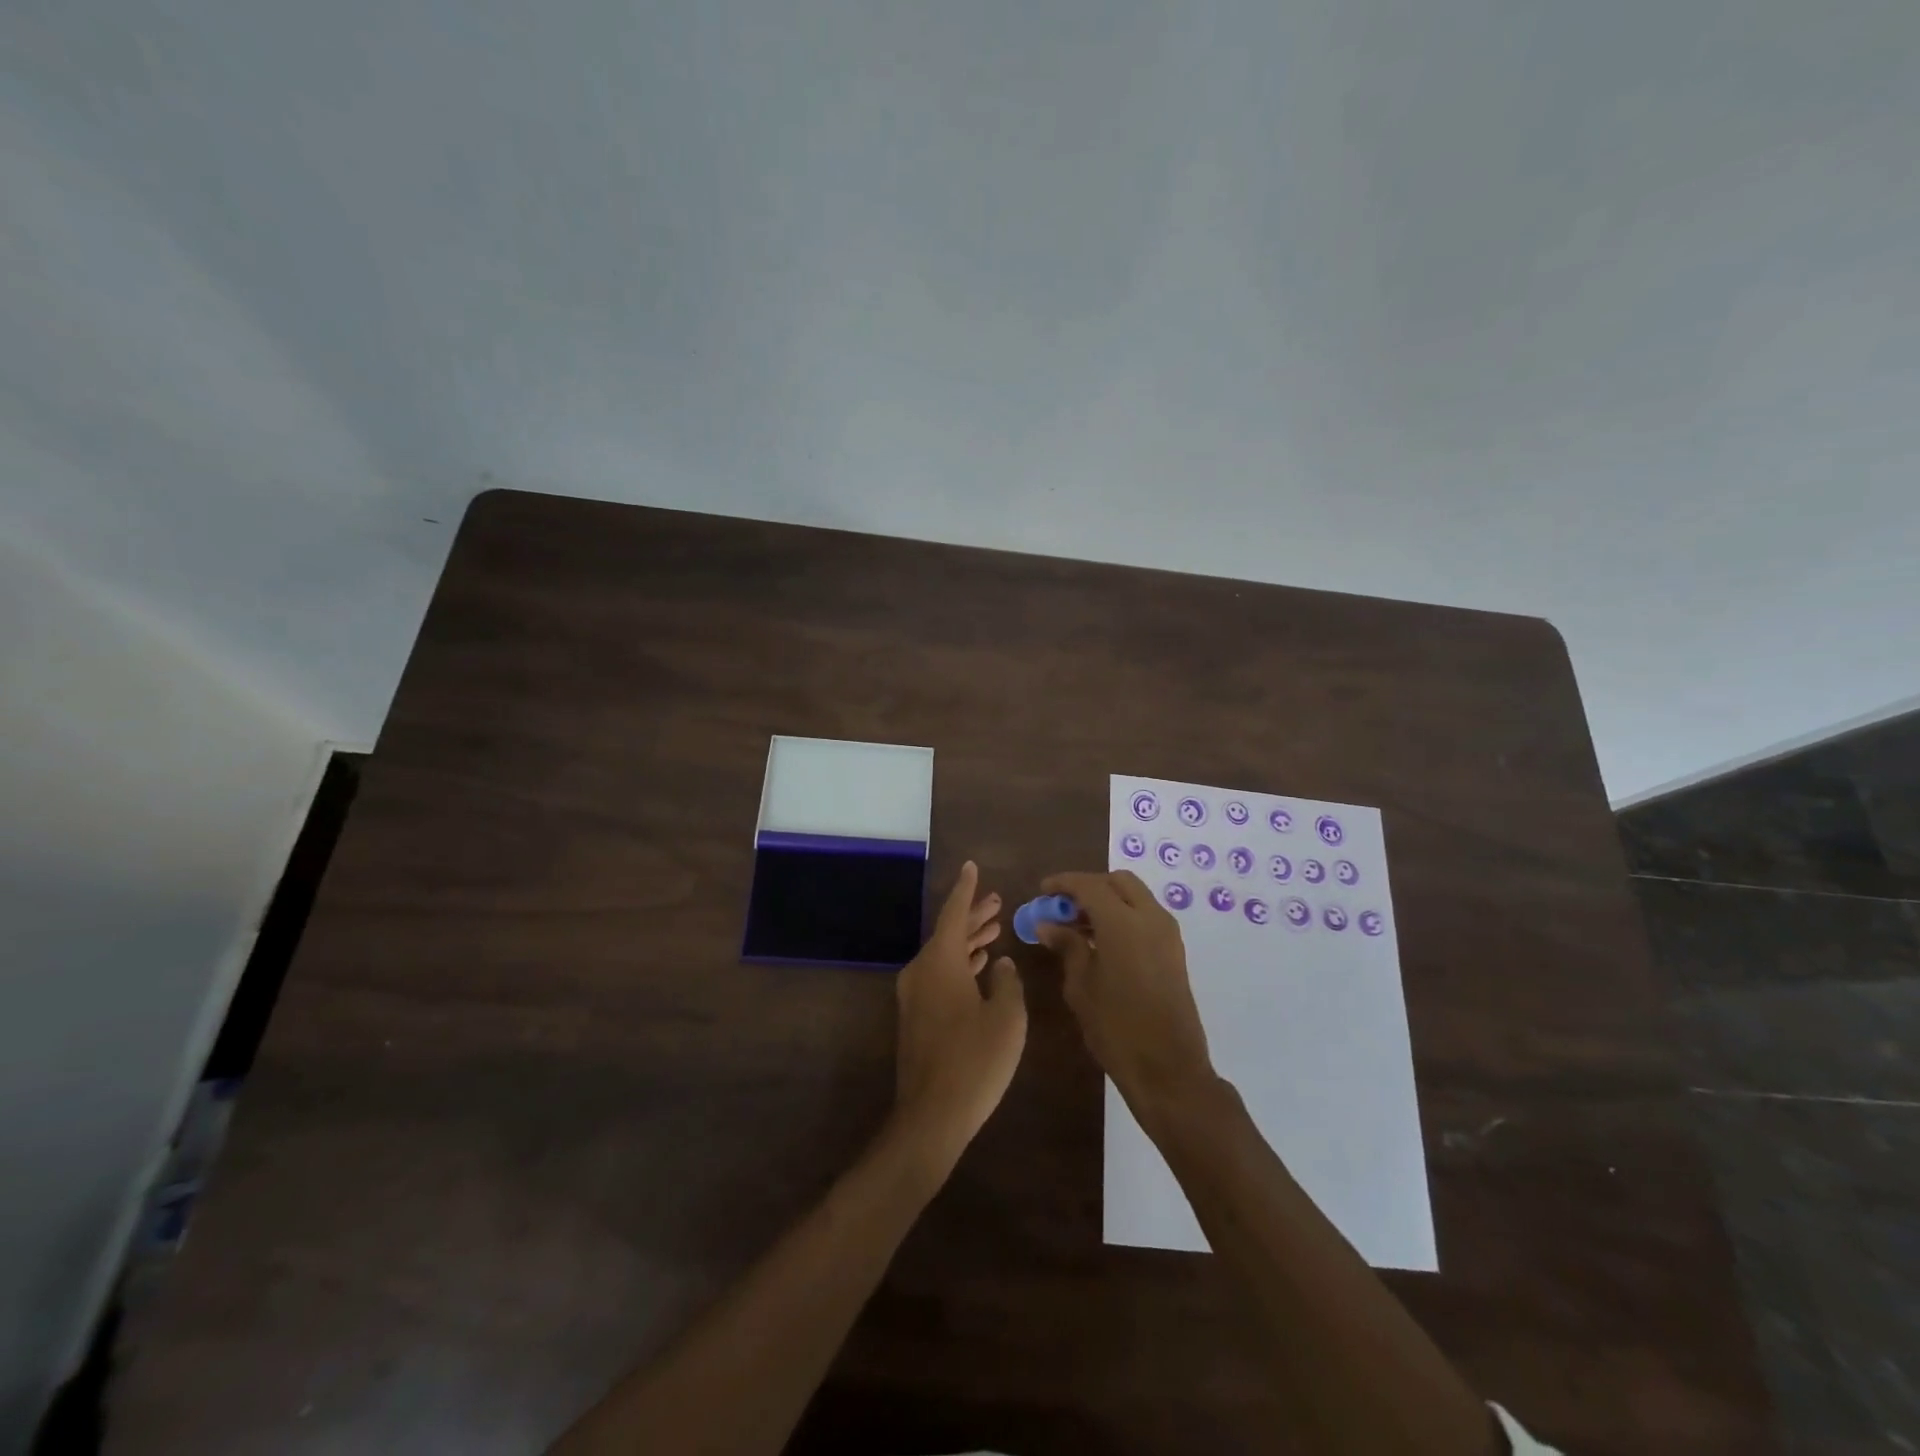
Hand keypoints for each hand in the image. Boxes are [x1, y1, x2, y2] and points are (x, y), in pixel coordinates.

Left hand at [892, 861, 1027, 1169]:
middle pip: (949, 933)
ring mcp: (915, 995)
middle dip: (973, 916)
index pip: (954, 913)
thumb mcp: (1007, 1019)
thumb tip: (1000, 965)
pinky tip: (979, 967)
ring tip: (993, 928)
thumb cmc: (975, 1061)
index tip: (971, 866)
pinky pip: (939, 975)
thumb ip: (1007, 983)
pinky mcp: (916, 1017)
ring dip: (968, 941)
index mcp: (941, 962)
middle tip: (996, 901)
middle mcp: (922, 970)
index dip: (966, 889)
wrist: (931, 1116)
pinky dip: (960, 964)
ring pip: (944, 955)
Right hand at [1036, 870, 1214, 1111]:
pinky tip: (1102, 941)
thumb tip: (1048, 924)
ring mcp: (1167, 933)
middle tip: (1064, 906)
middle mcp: (1150, 918)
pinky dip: (1124, 915)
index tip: (1043, 891)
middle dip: (1089, 886)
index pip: (1089, 885)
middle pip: (1118, 881)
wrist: (1169, 1070)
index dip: (1064, 883)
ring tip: (1078, 926)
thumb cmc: (1116, 1028)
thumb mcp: (1081, 986)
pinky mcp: (1175, 951)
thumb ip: (1067, 947)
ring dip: (1108, 900)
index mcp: (1123, 923)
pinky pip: (1146, 916)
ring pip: (1135, 896)